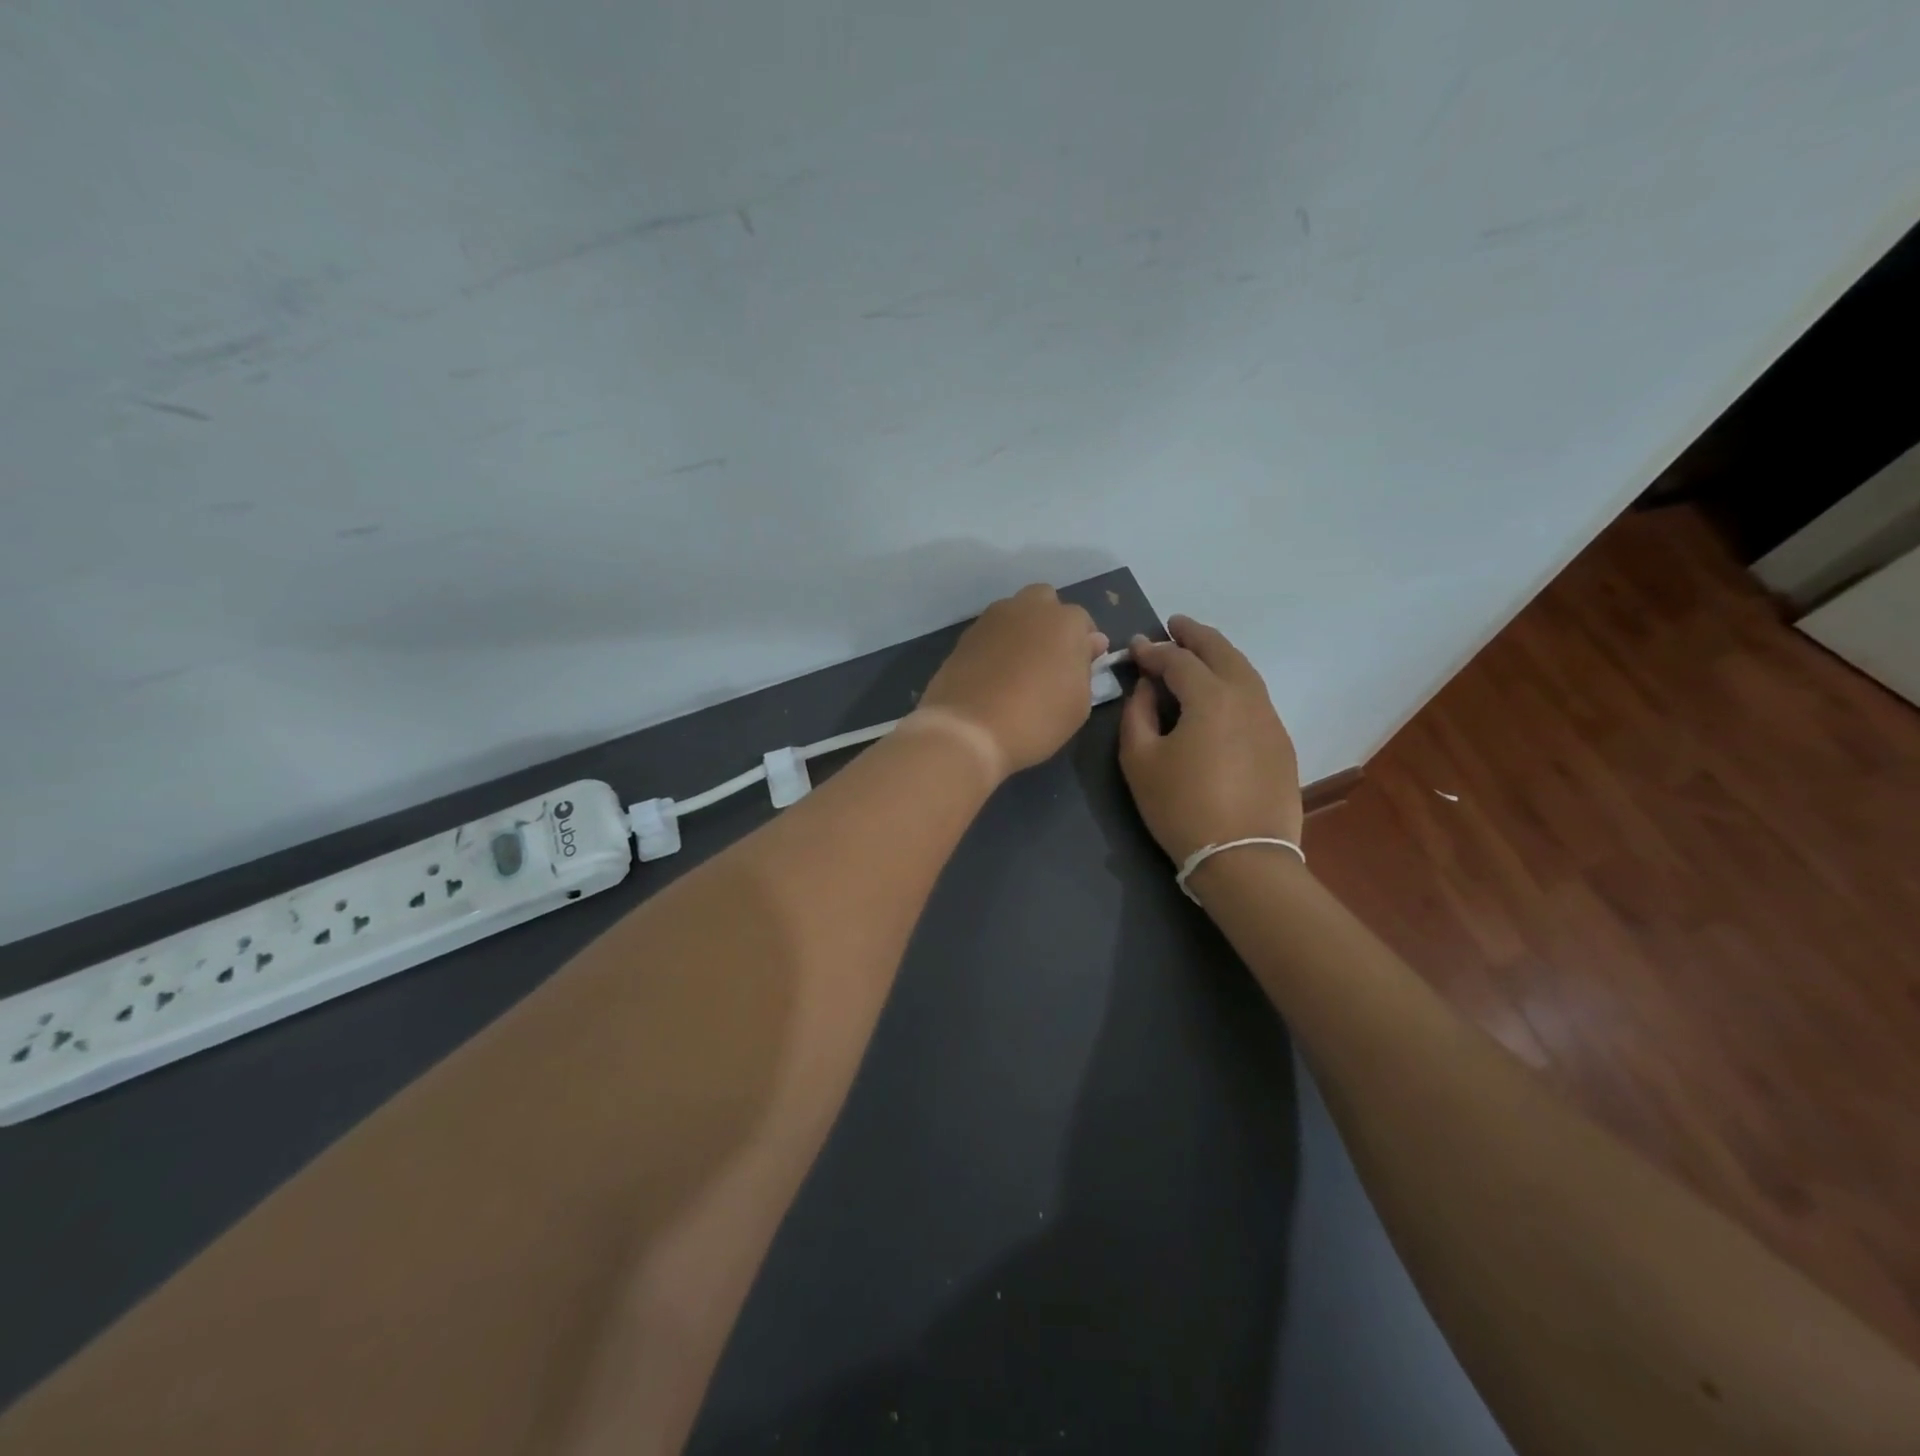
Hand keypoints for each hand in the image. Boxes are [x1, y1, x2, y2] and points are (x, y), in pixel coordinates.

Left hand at [918, 584, 1108, 777]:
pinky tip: (993, 675)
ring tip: (1018, 669)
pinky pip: (990, 633)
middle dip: (1050, 624)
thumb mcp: (1079, 704)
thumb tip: (1089, 643)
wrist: (968, 730)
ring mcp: (992, 619)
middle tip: (1048, 661)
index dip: (1082, 646)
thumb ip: (1086, 667)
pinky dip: (996, 646)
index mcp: (1065, 622)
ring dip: (1021, 632)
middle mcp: (1028, 608)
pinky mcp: (965, 636)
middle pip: (1045, 603)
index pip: (1082, 623)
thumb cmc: (1036, 719)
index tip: (1078, 671)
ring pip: (1014, 614)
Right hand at [1119, 615, 1302, 864]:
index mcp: (1210, 696)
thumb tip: (1146, 687)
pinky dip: (1234, 680)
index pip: (1177, 659)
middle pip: (1221, 652)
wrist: (1244, 857)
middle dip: (1194, 635)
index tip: (1135, 648)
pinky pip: (1254, 695)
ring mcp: (1270, 718)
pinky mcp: (1280, 741)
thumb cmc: (1181, 808)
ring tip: (1198, 651)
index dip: (1153, 650)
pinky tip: (1220, 692)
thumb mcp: (1140, 761)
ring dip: (1218, 654)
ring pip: (1244, 671)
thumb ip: (1137, 714)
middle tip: (1174, 625)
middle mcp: (1246, 696)